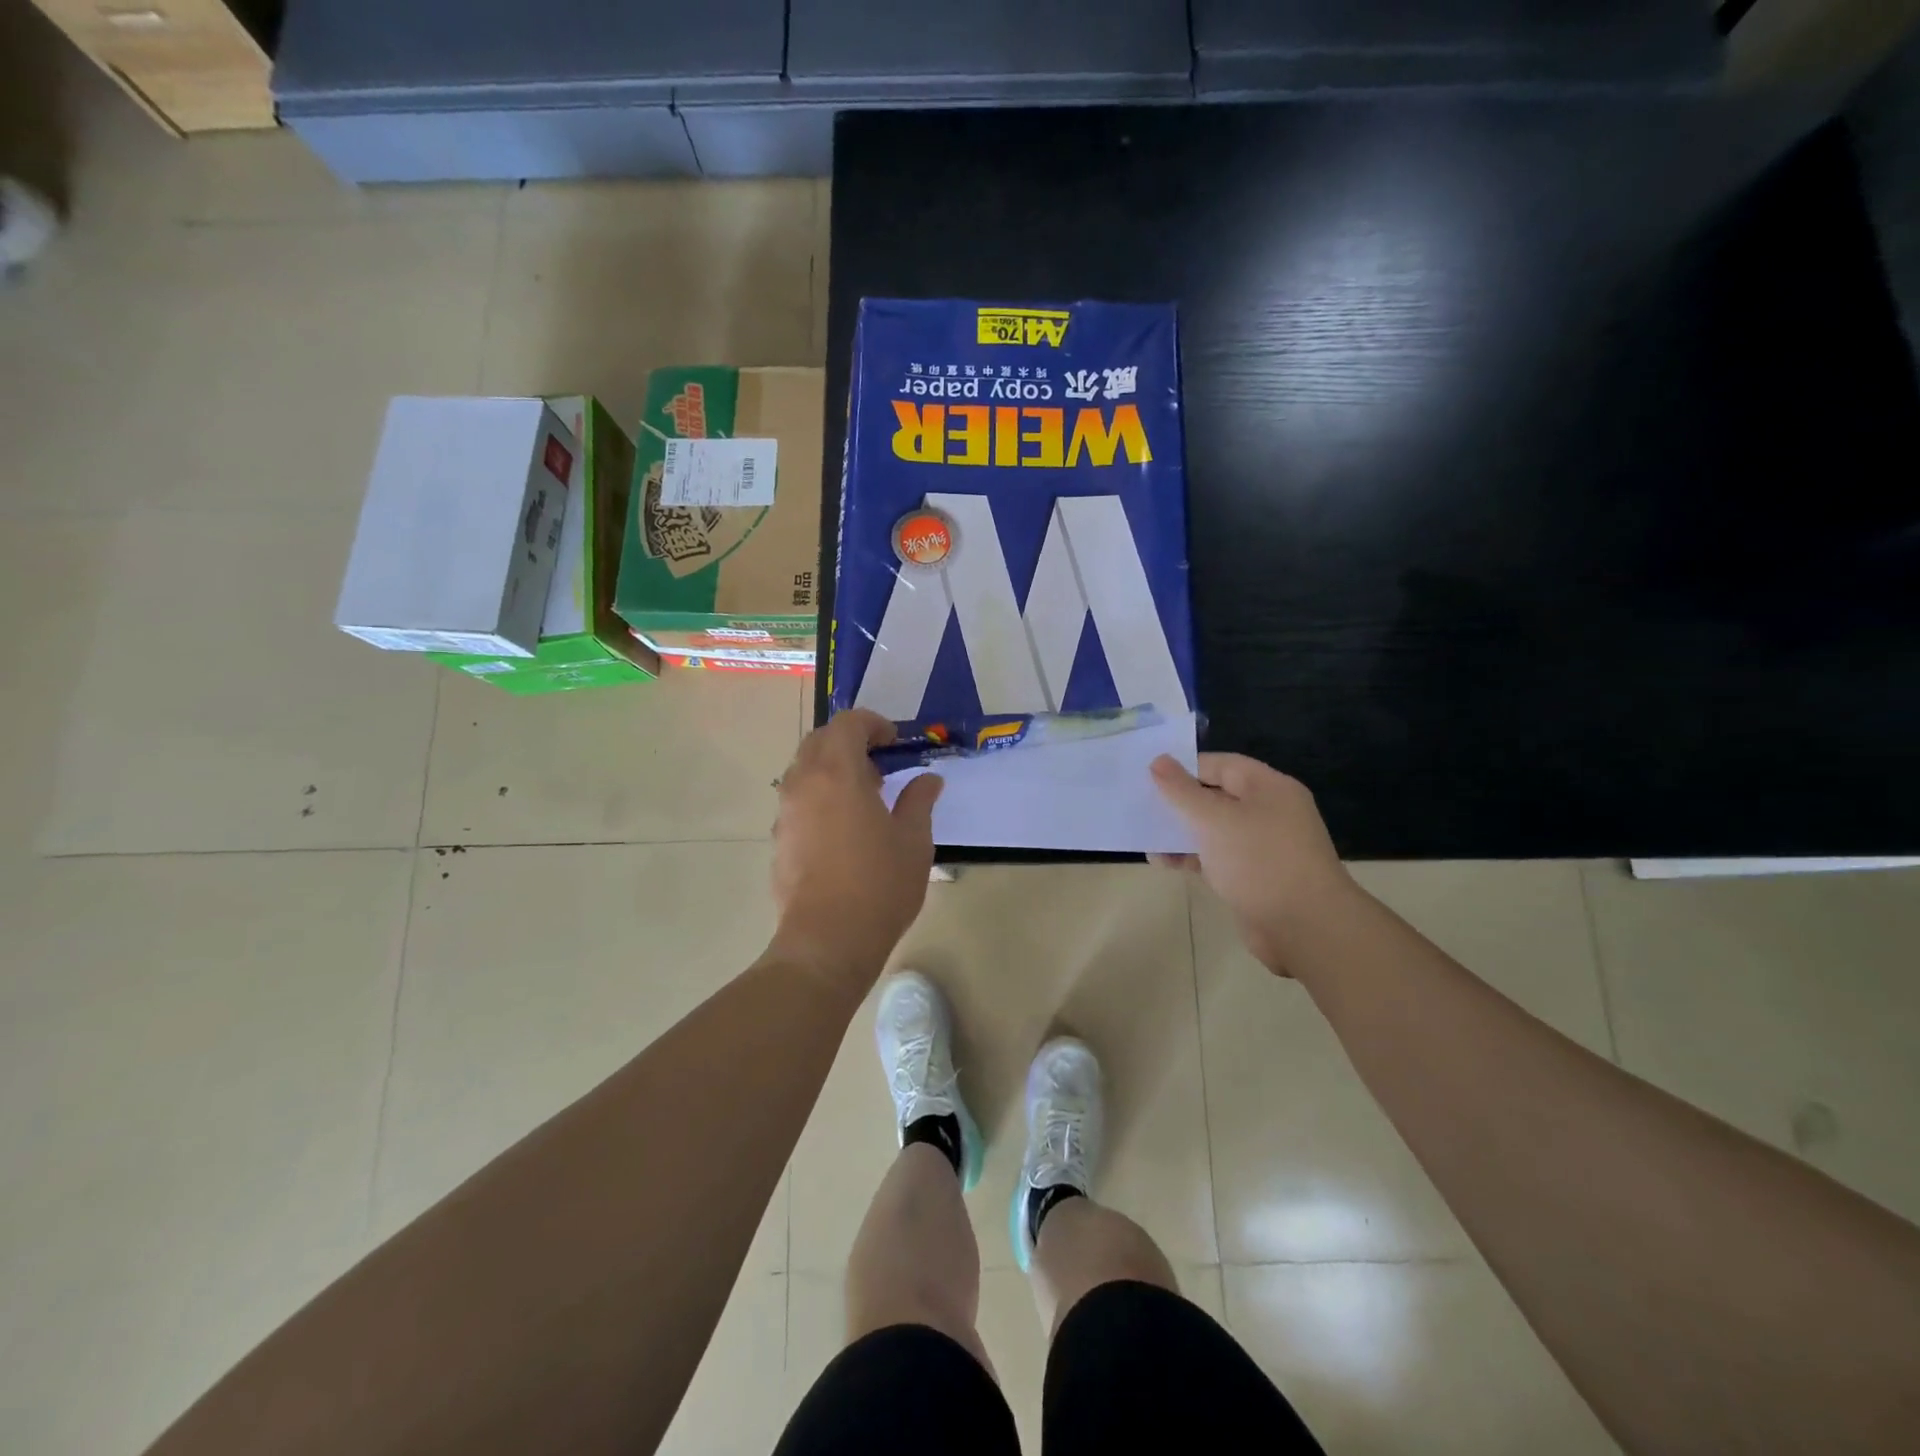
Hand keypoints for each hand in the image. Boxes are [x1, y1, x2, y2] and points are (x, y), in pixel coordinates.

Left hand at [768, 709, 943, 996]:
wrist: (827, 941)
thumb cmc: (879, 885)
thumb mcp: (914, 840)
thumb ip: (919, 801)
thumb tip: (928, 780)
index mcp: (837, 773)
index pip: (848, 724)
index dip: (873, 724)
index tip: (895, 743)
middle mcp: (803, 783)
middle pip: (819, 740)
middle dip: (849, 742)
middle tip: (879, 767)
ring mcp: (785, 812)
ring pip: (803, 770)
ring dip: (831, 769)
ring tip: (864, 798)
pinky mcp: (779, 839)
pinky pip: (797, 800)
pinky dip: (819, 796)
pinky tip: (843, 829)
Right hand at [1150, 753, 1357, 975]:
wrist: (1305, 928)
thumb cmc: (1259, 861)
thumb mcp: (1214, 820)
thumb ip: (1182, 791)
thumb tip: (1158, 761)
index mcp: (1269, 788)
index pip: (1221, 765)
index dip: (1184, 768)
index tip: (1148, 777)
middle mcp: (1269, 812)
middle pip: (1216, 797)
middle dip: (1179, 802)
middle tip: (1141, 806)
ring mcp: (1263, 846)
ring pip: (1214, 830)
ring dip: (1180, 833)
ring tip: (1146, 839)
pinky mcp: (1254, 876)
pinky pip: (1217, 857)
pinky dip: (1192, 857)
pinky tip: (1164, 863)